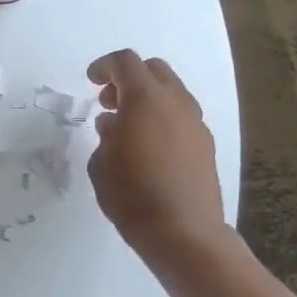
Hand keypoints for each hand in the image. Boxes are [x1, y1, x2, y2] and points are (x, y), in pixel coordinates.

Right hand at [86, 49, 235, 275]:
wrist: (184, 234)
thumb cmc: (132, 195)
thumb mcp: (101, 162)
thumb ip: (106, 134)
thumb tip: (115, 124)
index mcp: (146, 98)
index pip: (125, 62)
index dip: (104, 66)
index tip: (90, 81)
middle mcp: (175, 102)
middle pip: (153, 70)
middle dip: (128, 78)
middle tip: (109, 101)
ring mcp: (195, 123)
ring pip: (171, 92)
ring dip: (147, 98)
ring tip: (127, 126)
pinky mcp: (206, 144)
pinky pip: (181, 116)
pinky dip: (162, 117)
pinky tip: (148, 146)